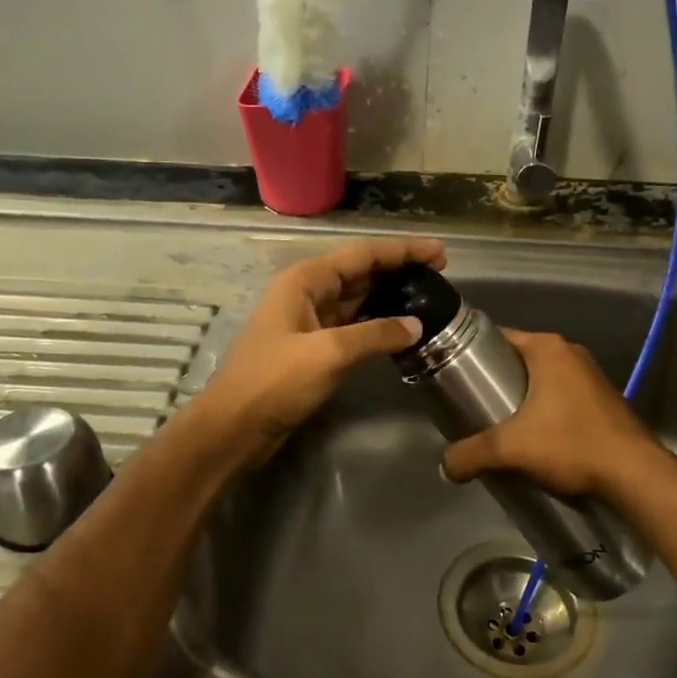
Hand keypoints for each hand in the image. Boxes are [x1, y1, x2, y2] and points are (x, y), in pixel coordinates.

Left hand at [193, 237, 445, 466]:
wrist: (235, 426)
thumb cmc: (275, 381)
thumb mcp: (328, 353)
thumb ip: (375, 335)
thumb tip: (415, 325)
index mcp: (306, 280)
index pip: (363, 255)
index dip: (402, 251)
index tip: (439, 253)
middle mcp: (308, 291)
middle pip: (361, 271)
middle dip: (399, 269)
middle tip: (441, 274)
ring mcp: (310, 319)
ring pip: (358, 298)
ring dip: (390, 295)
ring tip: (428, 295)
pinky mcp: (314, 346)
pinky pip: (353, 324)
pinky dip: (378, 322)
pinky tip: (401, 328)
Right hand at [441, 329, 664, 500]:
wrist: (635, 476)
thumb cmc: (570, 445)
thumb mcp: (510, 449)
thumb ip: (470, 454)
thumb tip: (445, 466)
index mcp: (548, 348)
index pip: (497, 338)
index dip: (471, 356)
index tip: (452, 379)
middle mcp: (570, 353)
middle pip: (517, 361)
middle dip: (493, 382)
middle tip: (470, 408)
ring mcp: (590, 376)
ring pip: (539, 381)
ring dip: (519, 400)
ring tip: (496, 427)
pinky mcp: (601, 401)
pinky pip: (560, 398)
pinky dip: (542, 412)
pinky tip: (531, 440)